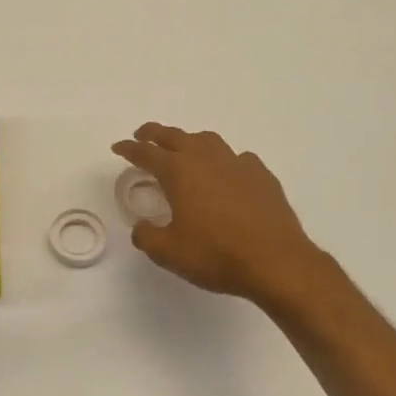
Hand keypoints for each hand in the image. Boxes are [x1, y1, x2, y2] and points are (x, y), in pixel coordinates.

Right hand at [112, 123, 323, 305]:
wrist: (276, 261)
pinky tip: (226, 174)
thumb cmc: (216, 254)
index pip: (146, 153)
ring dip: (190, 141)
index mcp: (179, 172)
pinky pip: (237, 158)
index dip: (129, 149)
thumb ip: (147, 236)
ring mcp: (237, 163)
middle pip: (175, 136)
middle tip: (143, 135)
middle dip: (155, 134)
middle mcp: (206, 158)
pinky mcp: (262, 175)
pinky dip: (224, 161)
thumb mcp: (169, 252)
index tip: (118, 147)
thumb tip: (142, 226)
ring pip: (208, 140)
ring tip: (184, 150)